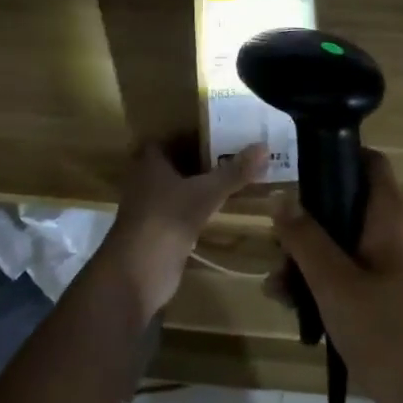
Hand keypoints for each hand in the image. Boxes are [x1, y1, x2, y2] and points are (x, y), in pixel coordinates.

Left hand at [103, 141, 264, 319]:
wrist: (137, 273)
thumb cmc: (166, 220)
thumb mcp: (204, 193)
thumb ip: (233, 172)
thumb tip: (264, 147)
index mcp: (150, 161)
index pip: (172, 137)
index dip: (194, 132)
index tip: (221, 129)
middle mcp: (147, 179)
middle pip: (178, 162)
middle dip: (203, 157)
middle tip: (236, 150)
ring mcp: (151, 207)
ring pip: (180, 187)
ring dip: (201, 183)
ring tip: (234, 175)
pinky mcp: (159, 231)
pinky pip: (183, 210)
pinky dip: (199, 207)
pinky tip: (221, 206)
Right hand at [270, 151, 402, 402]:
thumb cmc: (384, 330)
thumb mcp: (334, 281)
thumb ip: (304, 237)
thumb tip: (280, 196)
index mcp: (389, 216)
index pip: (369, 162)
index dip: (337, 155)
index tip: (299, 168)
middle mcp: (392, 231)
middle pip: (343, 204)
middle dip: (305, 223)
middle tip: (276, 245)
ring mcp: (388, 264)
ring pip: (339, 241)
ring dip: (305, 258)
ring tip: (276, 286)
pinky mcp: (383, 293)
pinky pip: (346, 271)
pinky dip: (320, 281)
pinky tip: (290, 304)